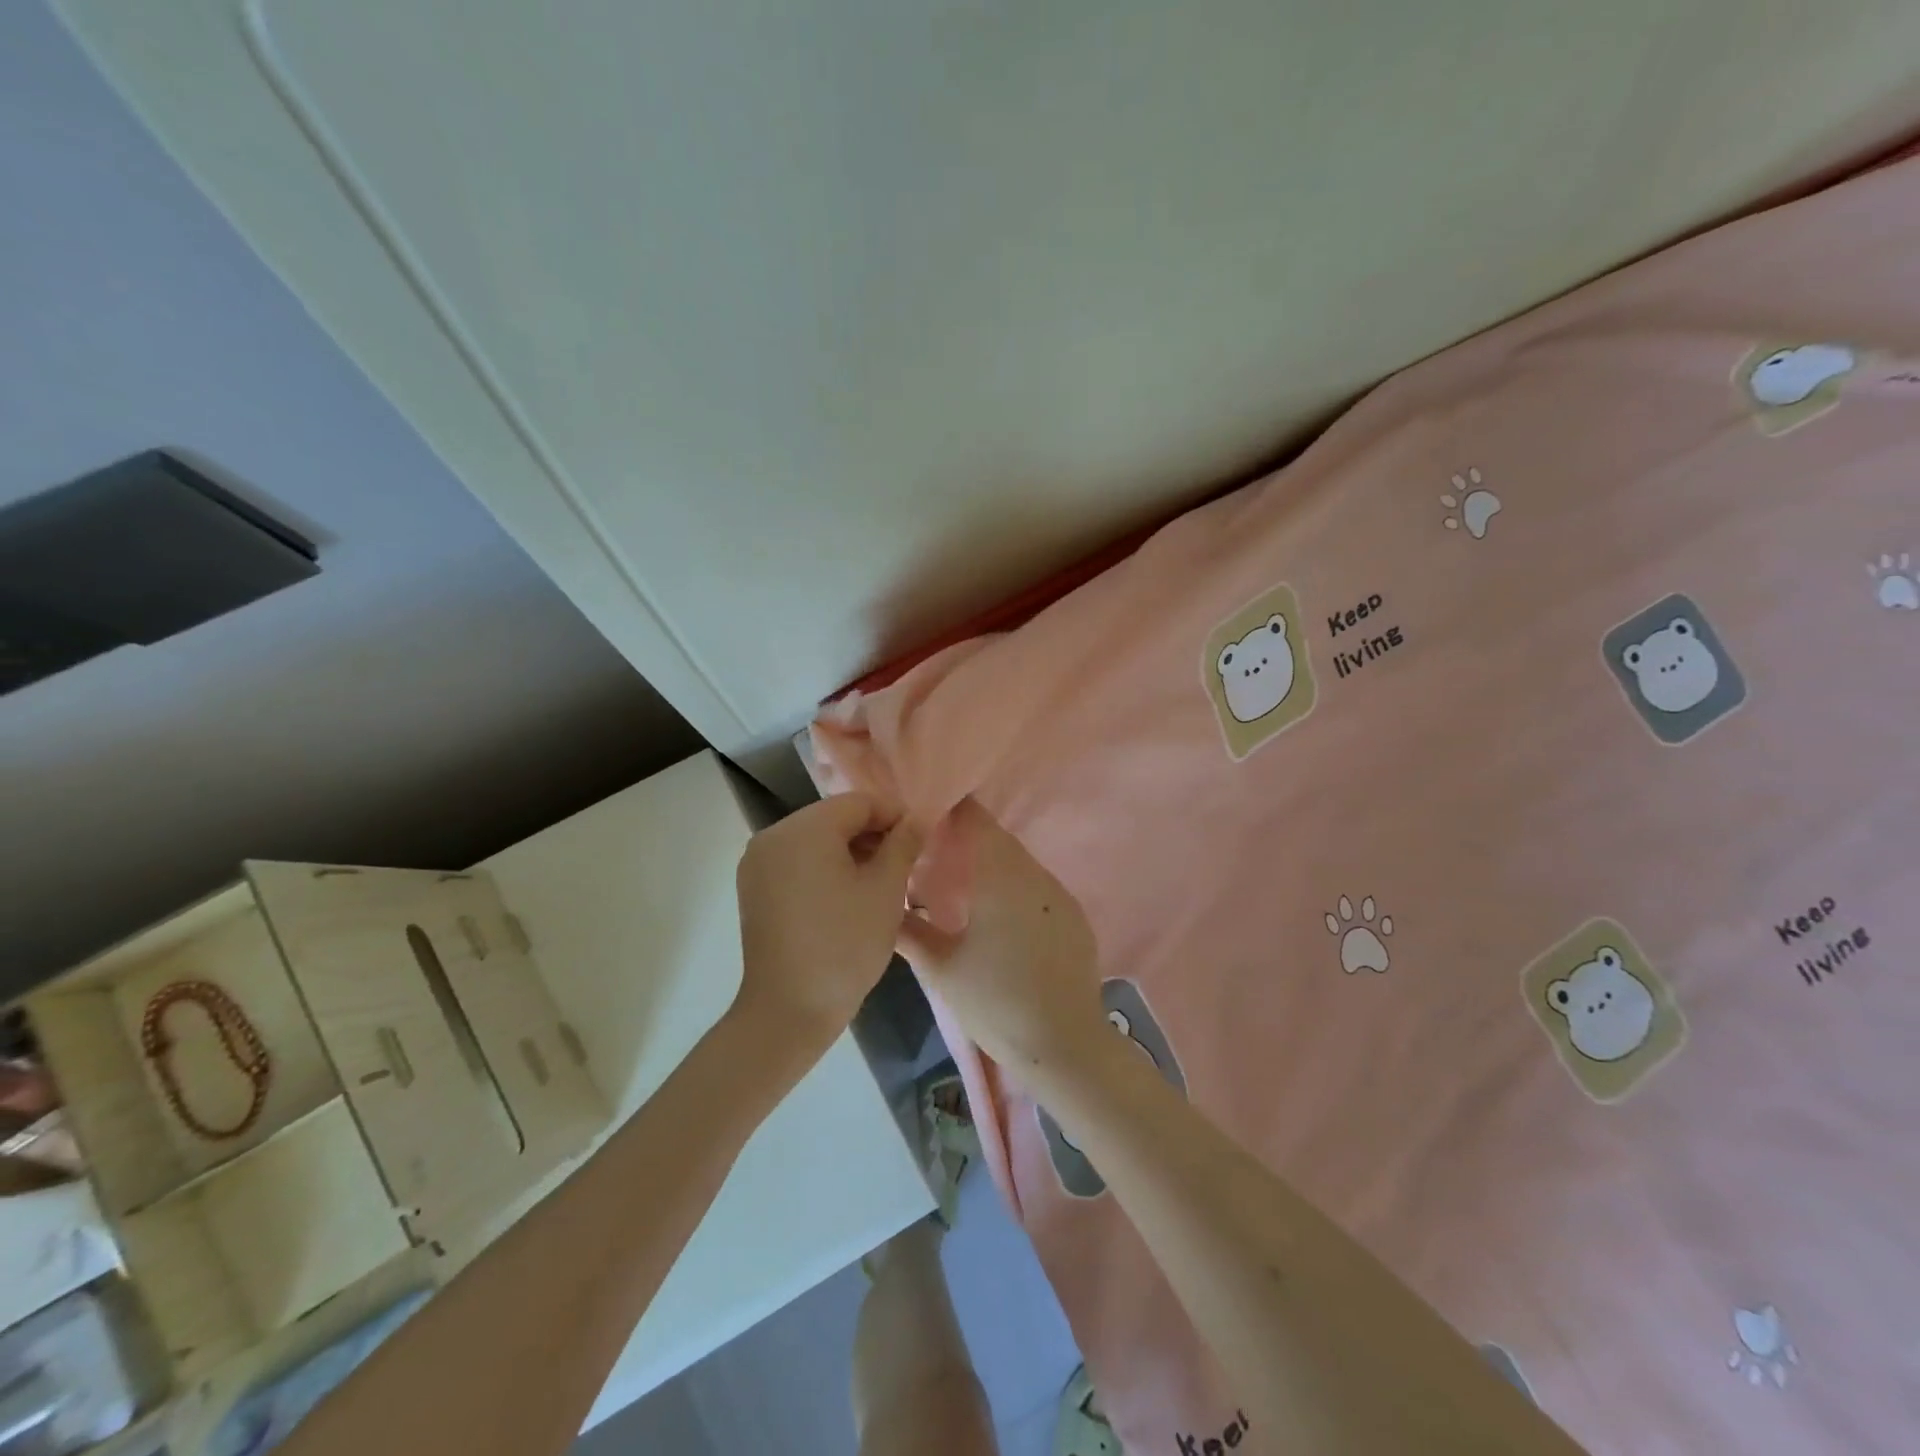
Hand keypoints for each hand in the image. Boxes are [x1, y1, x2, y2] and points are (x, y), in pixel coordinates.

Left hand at [734, 793, 921, 1052]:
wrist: (788, 1011)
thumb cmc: (844, 945)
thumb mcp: (885, 890)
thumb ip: (903, 844)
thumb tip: (917, 819)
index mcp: (804, 829)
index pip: (859, 803)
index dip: (895, 816)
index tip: (920, 841)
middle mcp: (773, 835)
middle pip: (834, 819)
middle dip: (872, 835)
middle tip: (904, 865)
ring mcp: (758, 863)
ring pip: (815, 841)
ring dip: (850, 853)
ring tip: (880, 883)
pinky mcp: (754, 889)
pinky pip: (797, 863)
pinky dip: (824, 869)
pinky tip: (847, 897)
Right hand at [896, 799, 1106, 1082]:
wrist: (1065, 1045)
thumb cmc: (995, 1004)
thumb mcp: (941, 970)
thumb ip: (909, 931)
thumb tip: (885, 904)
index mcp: (1001, 878)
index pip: (977, 822)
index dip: (953, 811)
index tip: (928, 814)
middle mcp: (1034, 876)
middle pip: (999, 840)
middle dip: (969, 839)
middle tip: (935, 850)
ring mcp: (1059, 895)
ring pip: (1020, 863)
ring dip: (993, 864)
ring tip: (963, 884)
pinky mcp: (1074, 916)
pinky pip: (1038, 886)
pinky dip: (1015, 886)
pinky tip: (1000, 915)